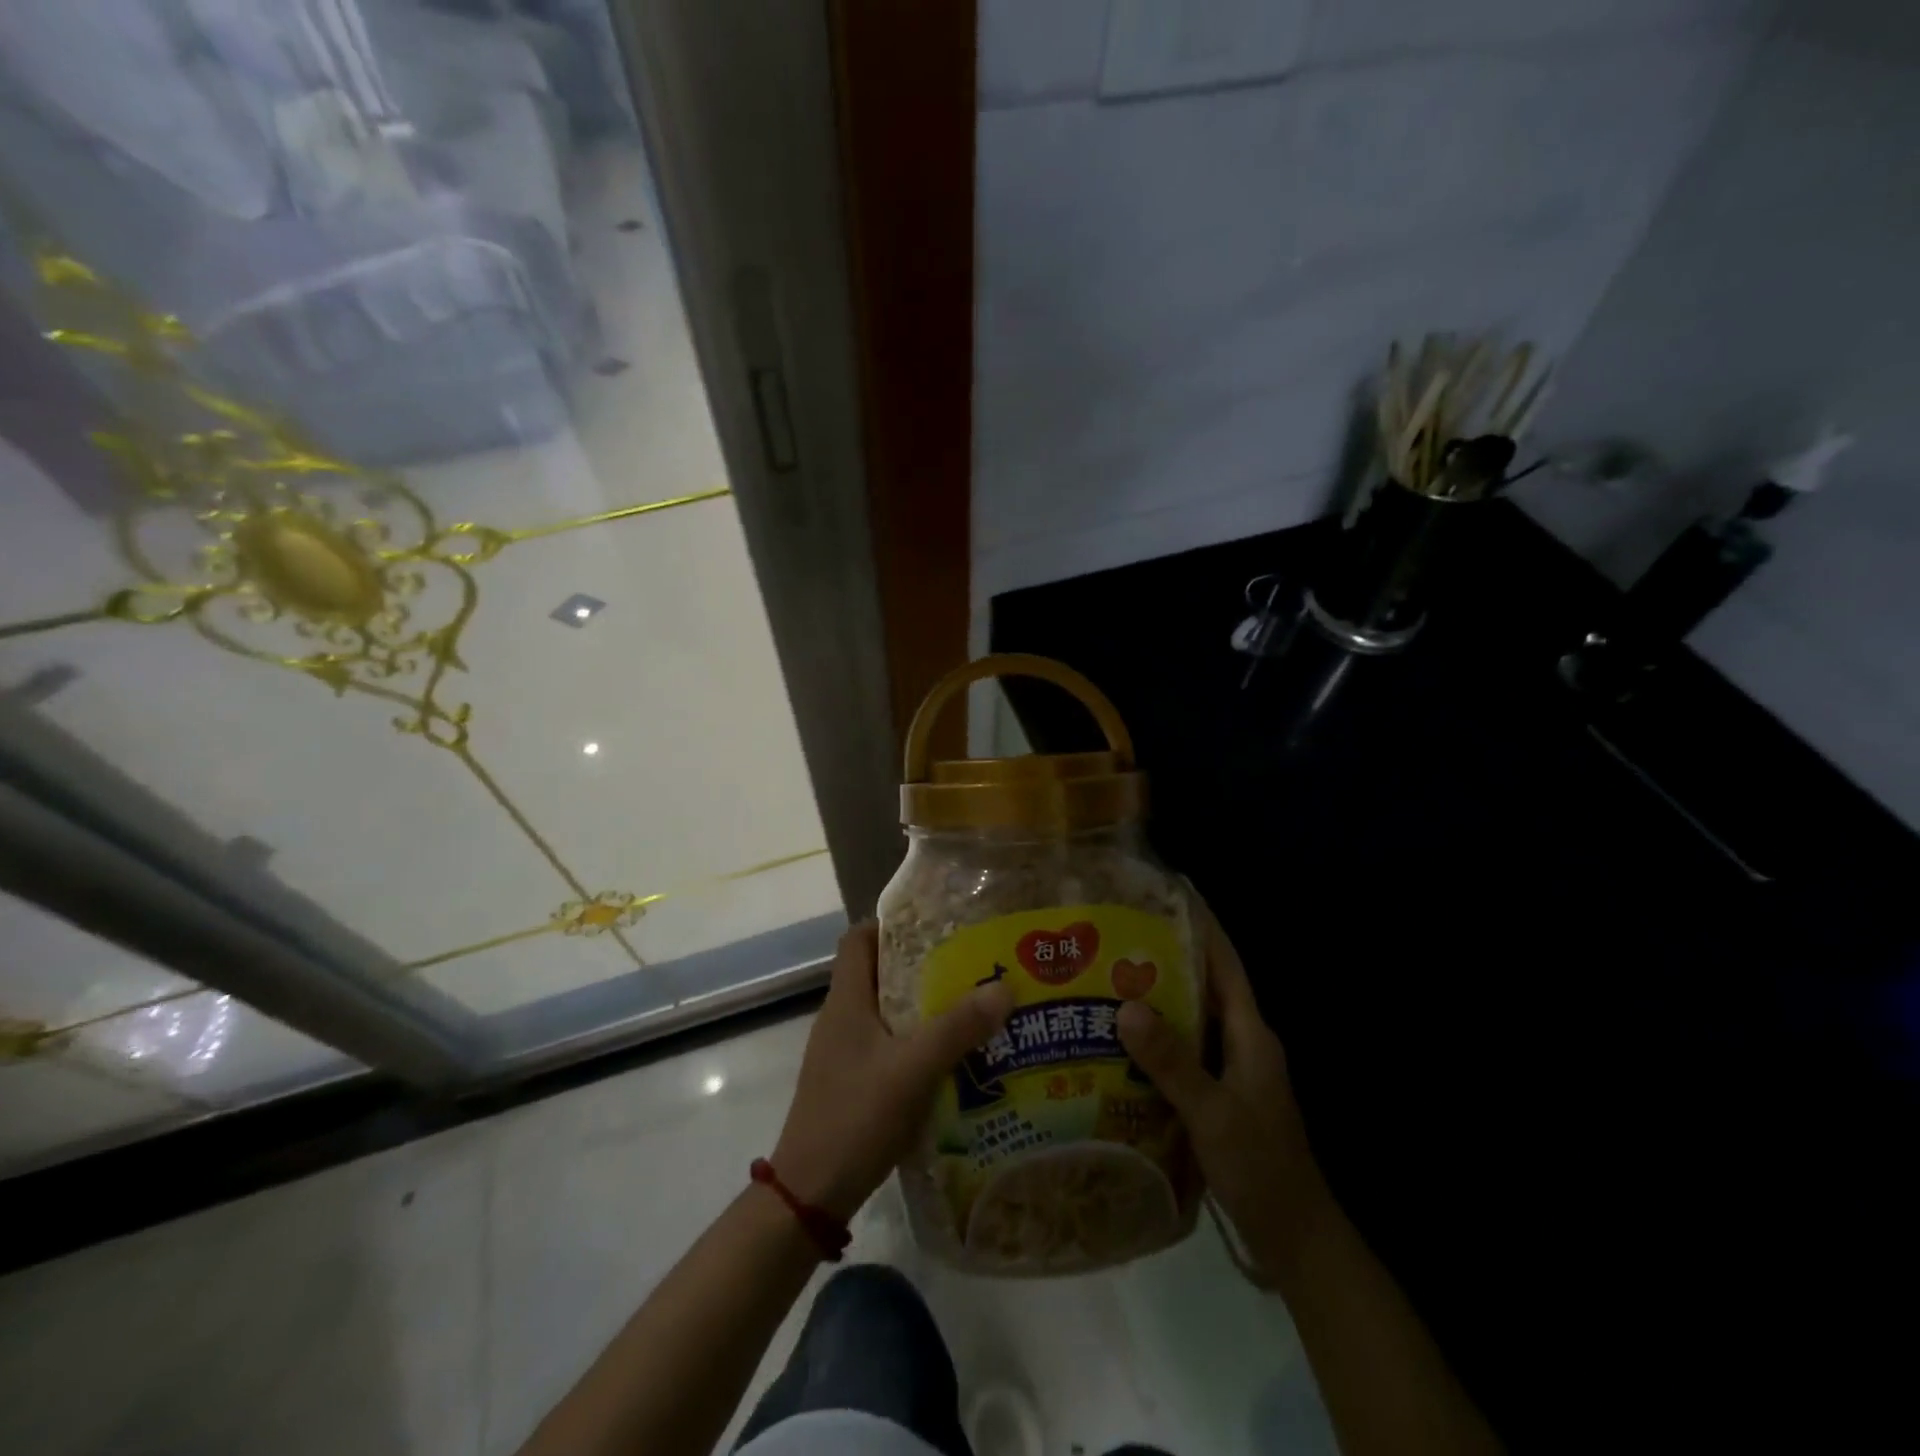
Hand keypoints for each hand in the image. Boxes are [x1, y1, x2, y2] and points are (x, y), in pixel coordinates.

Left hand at [771, 922, 1013, 1222]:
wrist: (809, 1194)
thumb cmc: (855, 1117)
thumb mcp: (913, 1069)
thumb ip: (957, 1028)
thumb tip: (1004, 986)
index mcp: (846, 1000)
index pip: (858, 938)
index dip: (891, 924)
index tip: (935, 925)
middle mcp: (840, 1018)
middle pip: (877, 972)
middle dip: (920, 965)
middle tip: (967, 964)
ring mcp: (842, 1053)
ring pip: (884, 1011)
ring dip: (920, 1006)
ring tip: (968, 1006)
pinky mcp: (849, 1082)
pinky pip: (885, 1045)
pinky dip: (914, 1041)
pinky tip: (949, 1058)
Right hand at [1117, 899, 1327, 1280]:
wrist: (1295, 1238)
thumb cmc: (1262, 1168)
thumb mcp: (1214, 1114)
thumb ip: (1173, 1062)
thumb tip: (1127, 1006)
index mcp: (1252, 1035)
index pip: (1226, 965)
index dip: (1203, 928)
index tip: (1171, 895)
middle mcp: (1242, 1044)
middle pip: (1204, 987)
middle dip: (1165, 960)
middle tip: (1115, 940)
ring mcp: (1231, 1072)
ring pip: (1191, 1021)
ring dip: (1156, 1001)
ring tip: (1106, 982)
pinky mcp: (1217, 1096)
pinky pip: (1183, 1053)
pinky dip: (1155, 1041)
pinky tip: (1117, 1044)